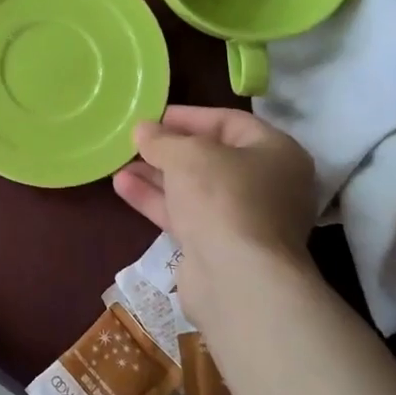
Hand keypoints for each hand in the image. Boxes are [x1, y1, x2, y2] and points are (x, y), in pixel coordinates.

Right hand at [112, 106, 320, 327]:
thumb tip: (143, 130)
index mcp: (276, 153)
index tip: (153, 116)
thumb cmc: (223, 198)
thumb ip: (163, 139)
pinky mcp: (220, 247)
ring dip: (157, 175)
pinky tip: (122, 186)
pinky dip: (157, 200)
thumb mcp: (188, 155)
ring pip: (195, 189)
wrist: (237, 278)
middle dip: (169, 149)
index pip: (230, 122)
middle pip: (212, 158)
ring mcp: (244, 220)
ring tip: (118, 163)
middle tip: (134, 141)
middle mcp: (267, 185)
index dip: (189, 117)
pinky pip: (186, 215)